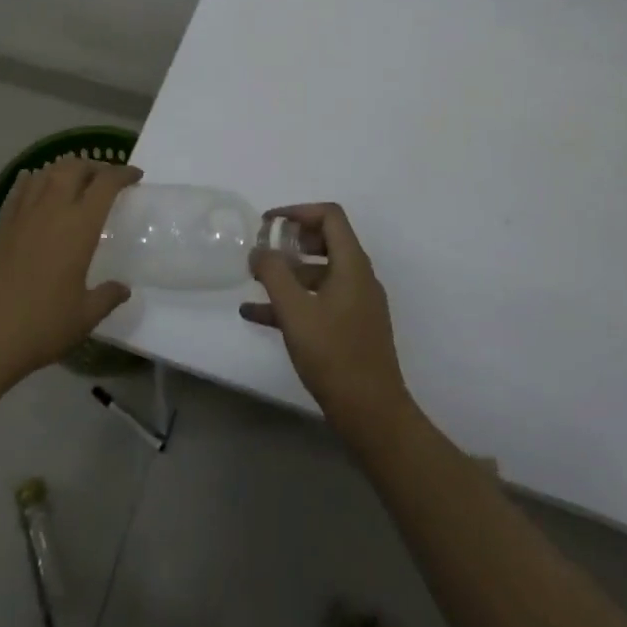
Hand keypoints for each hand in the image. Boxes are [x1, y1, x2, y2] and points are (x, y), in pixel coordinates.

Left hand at [0, 157, 140, 384]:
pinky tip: (36, 183)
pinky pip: (20, 190)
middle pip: (75, 167)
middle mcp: (52, 210)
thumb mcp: (86, 315)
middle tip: (106, 179)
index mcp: (79, 226)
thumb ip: (108, 296)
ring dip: (65, 169)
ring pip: (46, 173)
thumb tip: (123, 288)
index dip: (123, 173)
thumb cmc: (44, 325)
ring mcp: (23, 215)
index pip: (106, 183)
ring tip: (75, 180)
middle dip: (95, 166)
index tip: (136, 177)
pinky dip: (33, 180)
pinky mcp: (2, 226)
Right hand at [240, 203, 411, 441]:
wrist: (372, 414)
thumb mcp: (295, 311)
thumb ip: (273, 274)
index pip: (330, 216)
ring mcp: (357, 304)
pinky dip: (292, 301)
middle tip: (262, 249)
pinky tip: (256, 315)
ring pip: (319, 274)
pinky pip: (318, 302)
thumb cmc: (334, 355)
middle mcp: (358, 277)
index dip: (297, 211)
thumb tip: (260, 250)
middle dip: (290, 241)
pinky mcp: (351, 329)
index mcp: (352, 264)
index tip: (268, 222)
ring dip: (287, 273)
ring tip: (254, 281)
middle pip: (325, 242)